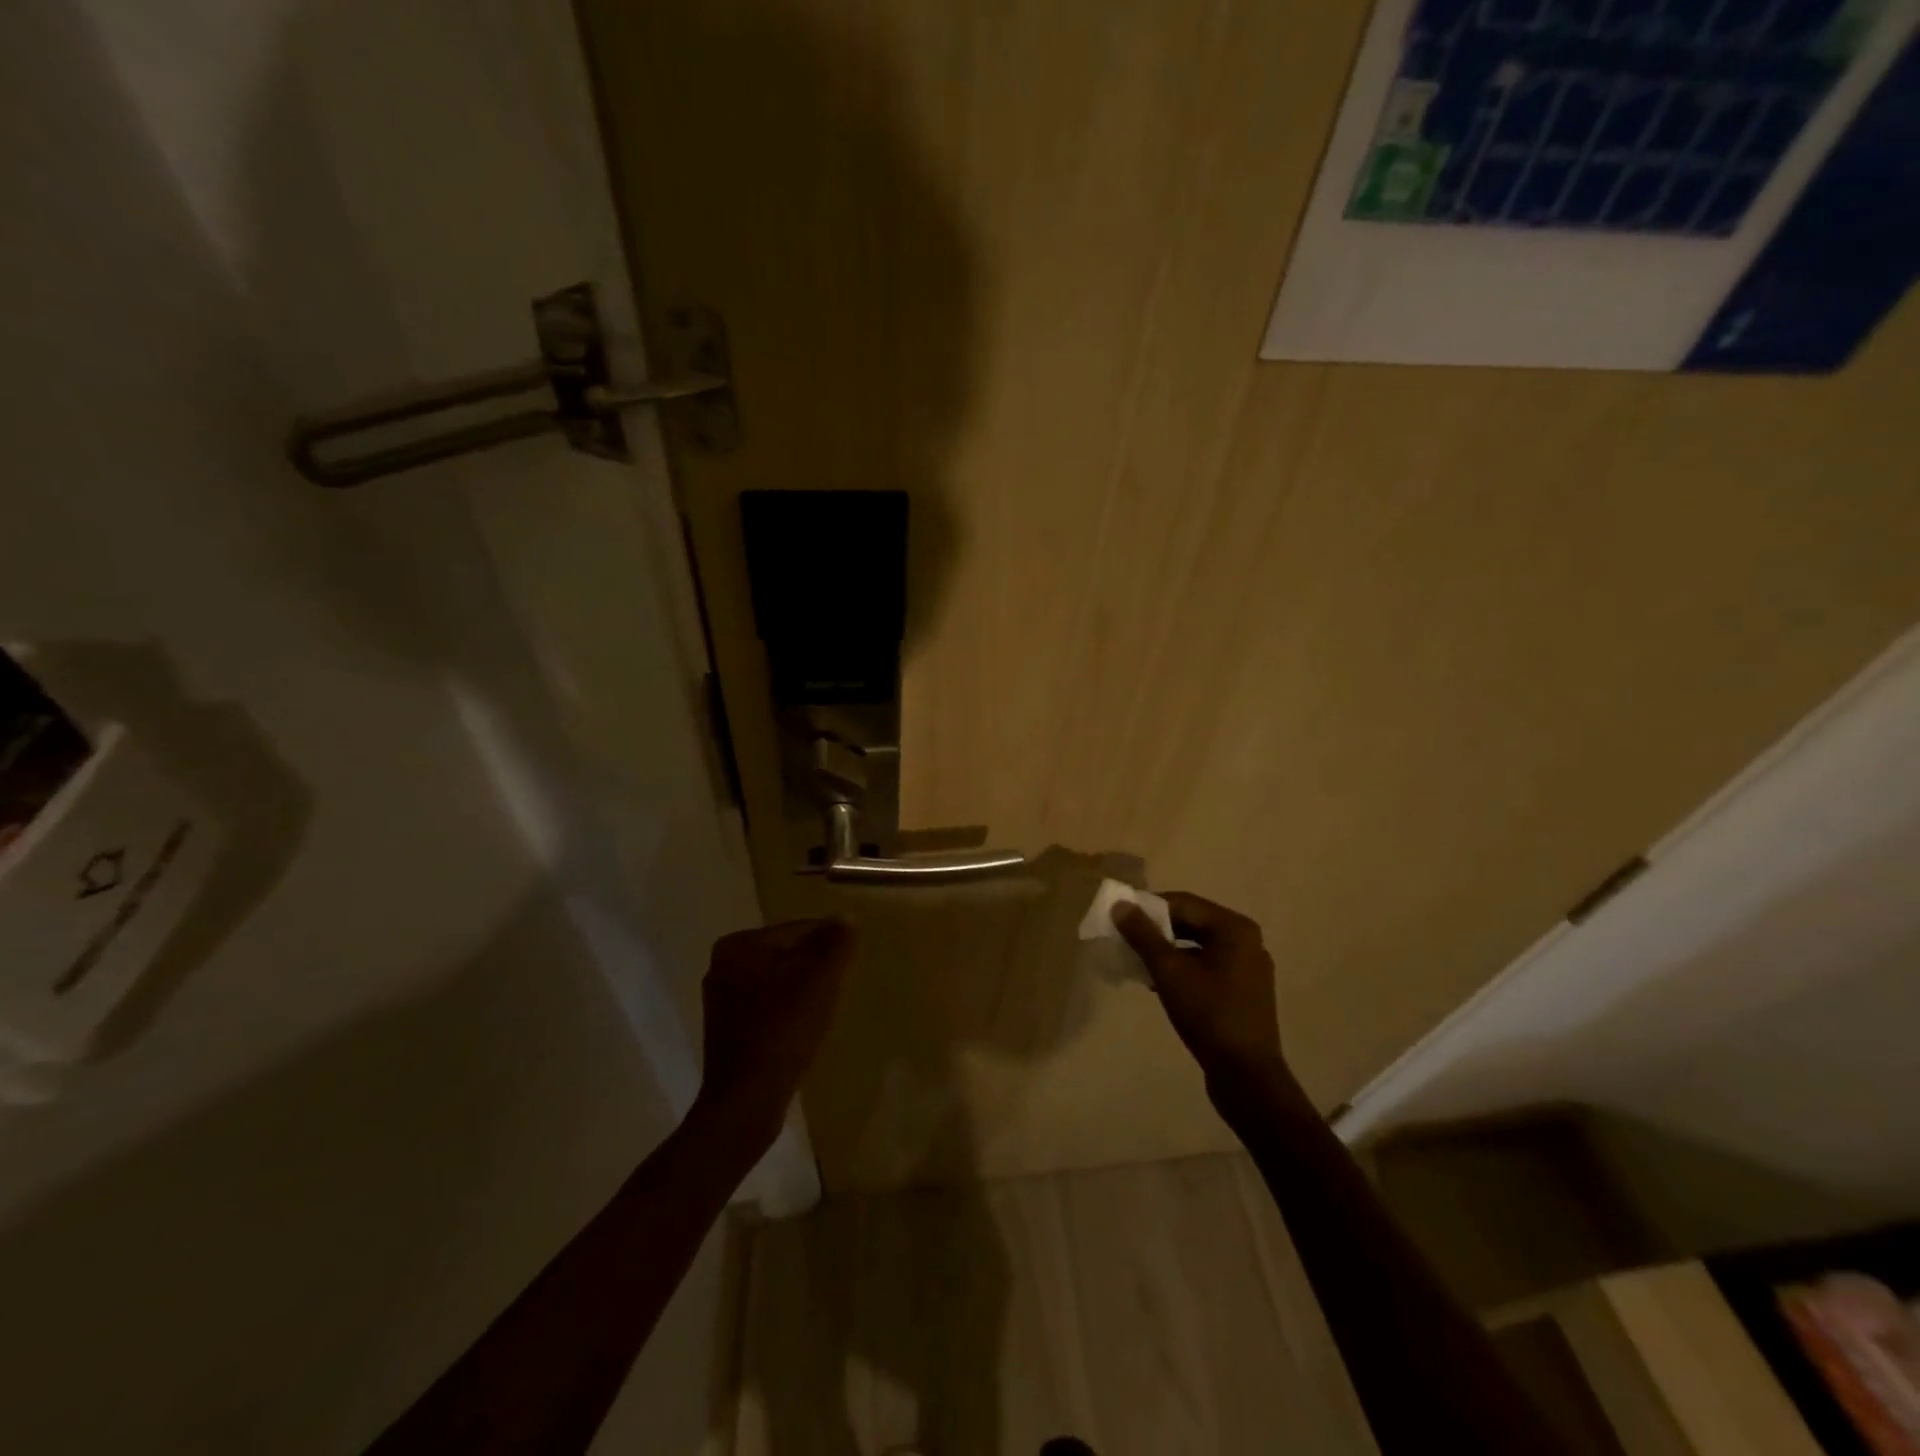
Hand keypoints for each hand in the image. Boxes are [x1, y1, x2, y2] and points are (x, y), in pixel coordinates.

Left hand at [693, 917, 855, 1149]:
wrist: (746, 1101)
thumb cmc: (783, 1030)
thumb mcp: (820, 979)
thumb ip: (836, 943)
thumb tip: (845, 919)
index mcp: (738, 945)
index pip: (799, 929)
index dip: (829, 947)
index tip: (845, 970)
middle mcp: (722, 966)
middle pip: (788, 954)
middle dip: (815, 969)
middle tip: (837, 991)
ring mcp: (722, 1000)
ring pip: (780, 981)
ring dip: (804, 992)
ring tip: (823, 1013)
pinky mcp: (728, 1030)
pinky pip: (769, 1007)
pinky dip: (789, 1013)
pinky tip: (803, 1031)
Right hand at [1112, 893, 1295, 1105]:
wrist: (1247, 1076)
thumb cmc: (1208, 1015)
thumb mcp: (1169, 971)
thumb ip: (1143, 935)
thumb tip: (1120, 905)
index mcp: (1234, 928)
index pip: (1182, 903)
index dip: (1148, 908)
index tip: (1119, 919)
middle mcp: (1247, 940)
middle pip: (1192, 923)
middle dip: (1156, 930)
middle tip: (1125, 940)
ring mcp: (1249, 967)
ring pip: (1198, 946)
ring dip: (1167, 951)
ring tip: (1138, 963)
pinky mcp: (1245, 991)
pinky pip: (1208, 966)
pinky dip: (1183, 968)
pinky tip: (1159, 983)